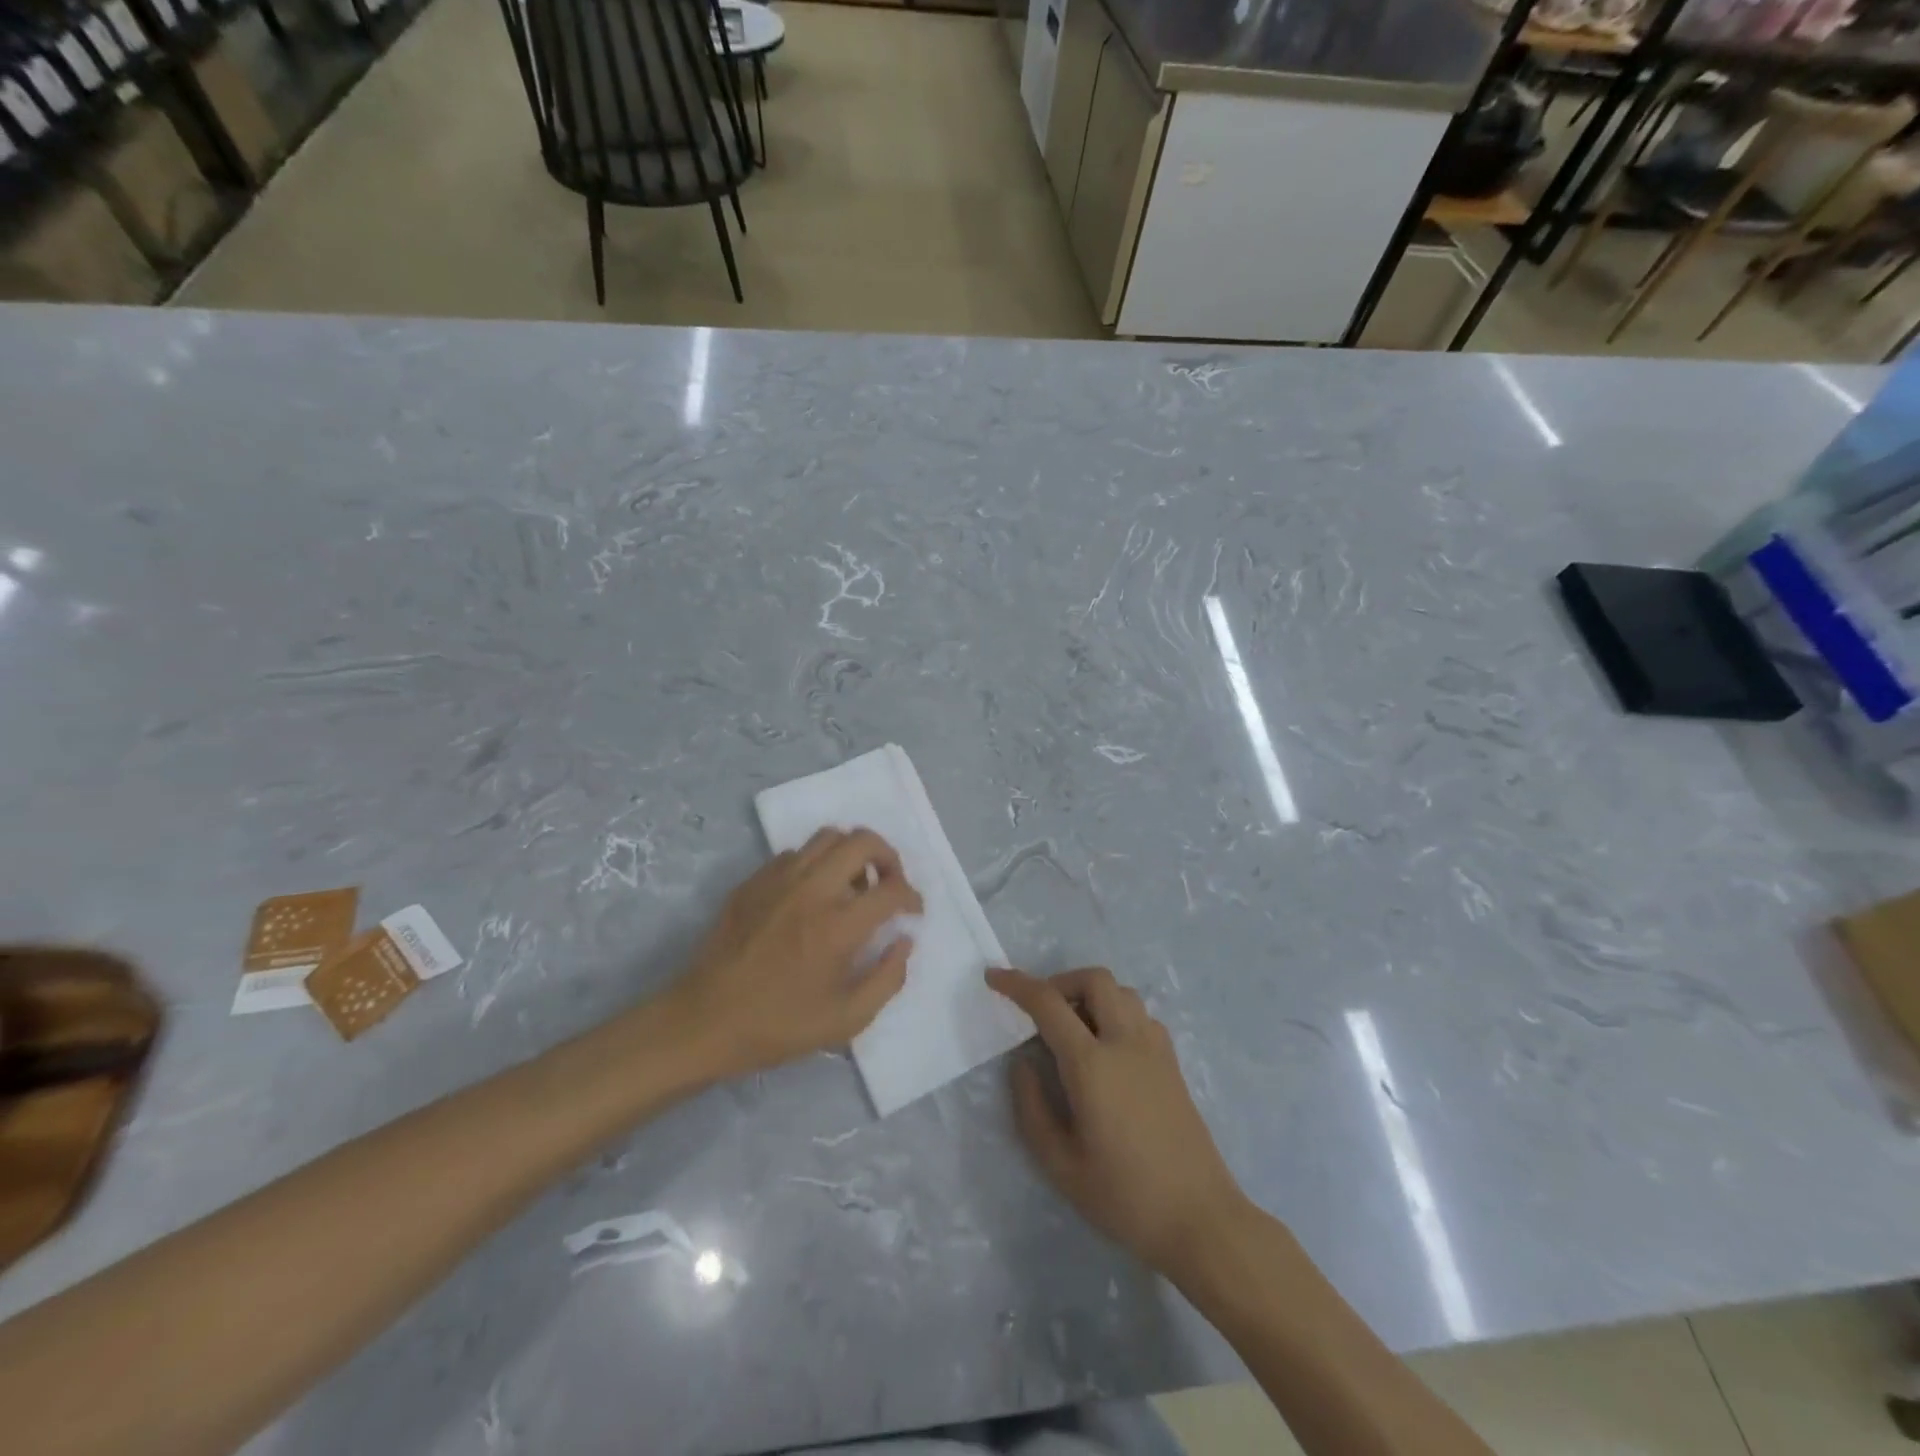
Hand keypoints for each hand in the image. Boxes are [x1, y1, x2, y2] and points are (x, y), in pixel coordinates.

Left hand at [670, 828, 921, 1076]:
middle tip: (889, 884)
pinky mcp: (754, 881)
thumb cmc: (778, 1025)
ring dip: (851, 854)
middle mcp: (812, 890)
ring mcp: (778, 879)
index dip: (912, 897)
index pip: (892, 890)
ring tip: (852, 884)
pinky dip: (815, 864)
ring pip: (828, 836)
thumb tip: (904, 941)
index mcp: (838, 926)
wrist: (704, 1021)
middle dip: (888, 857)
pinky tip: (812, 895)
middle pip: (862, 841)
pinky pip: (795, 853)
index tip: (912, 912)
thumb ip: (887, 979)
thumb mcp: (845, 1020)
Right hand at [987, 966, 1247, 1273]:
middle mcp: (1125, 1042)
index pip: (1048, 1004)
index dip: (1017, 985)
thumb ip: (1032, 1107)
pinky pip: (1140, 1015)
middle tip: (1040, 1010)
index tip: (993, 977)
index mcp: (1092, 1065)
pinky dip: (1116, 1013)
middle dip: (1060, 981)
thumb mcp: (1060, 1165)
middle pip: (1094, 980)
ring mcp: (1155, 1049)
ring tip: (1072, 1028)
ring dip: (1091, 994)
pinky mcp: (1172, 1063)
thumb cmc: (1125, 1197)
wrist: (1201, 1219)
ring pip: (1121, 992)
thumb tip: (1022, 1063)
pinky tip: (1107, 1048)